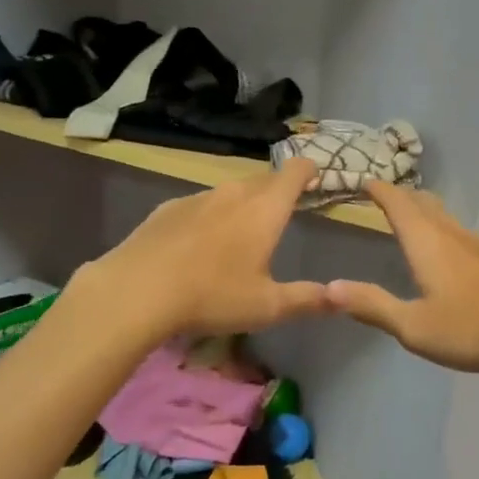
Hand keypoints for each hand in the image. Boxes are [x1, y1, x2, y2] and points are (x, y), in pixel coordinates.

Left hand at [74, 157, 330, 338]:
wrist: (136, 290)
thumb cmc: (212, 296)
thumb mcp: (267, 306)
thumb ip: (307, 299)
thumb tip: (342, 298)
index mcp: (265, 209)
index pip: (295, 172)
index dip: (309, 171)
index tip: (316, 177)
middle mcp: (234, 193)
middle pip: (264, 179)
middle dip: (278, 188)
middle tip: (284, 209)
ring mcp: (198, 197)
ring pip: (230, 191)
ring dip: (243, 202)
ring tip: (242, 229)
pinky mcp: (168, 208)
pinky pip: (200, 204)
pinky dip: (210, 215)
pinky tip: (199, 243)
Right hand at [328, 182, 478, 377]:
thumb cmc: (471, 328)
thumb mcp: (413, 326)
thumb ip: (372, 305)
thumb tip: (329, 287)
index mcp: (426, 242)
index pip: (397, 203)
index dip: (379, 189)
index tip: (362, 179)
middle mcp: (451, 234)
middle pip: (423, 203)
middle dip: (400, 195)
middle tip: (381, 195)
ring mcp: (478, 245)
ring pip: (444, 216)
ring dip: (423, 209)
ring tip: (410, 215)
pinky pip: (459, 232)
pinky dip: (441, 228)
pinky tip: (446, 250)